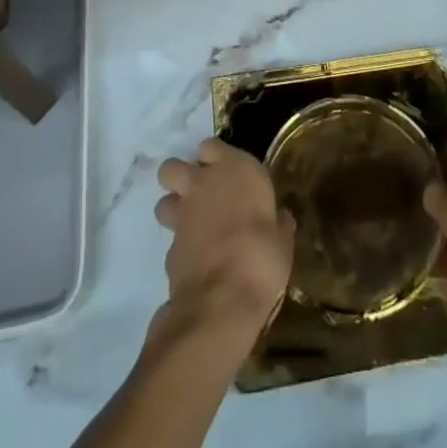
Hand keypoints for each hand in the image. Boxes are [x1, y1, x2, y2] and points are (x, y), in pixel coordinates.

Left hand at [155, 138, 294, 336]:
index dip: (214, 158)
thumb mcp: (282, 240)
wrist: (222, 301)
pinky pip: (171, 240)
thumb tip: (280, 218)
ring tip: (194, 227)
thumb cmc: (262, 257)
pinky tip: (198, 262)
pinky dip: (181, 248)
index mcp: (235, 169)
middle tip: (200, 195)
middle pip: (172, 167)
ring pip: (164, 201)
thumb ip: (277, 223)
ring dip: (174, 210)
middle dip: (180, 178)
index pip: (211, 146)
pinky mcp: (168, 249)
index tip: (227, 173)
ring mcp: (181, 217)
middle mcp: (203, 184)